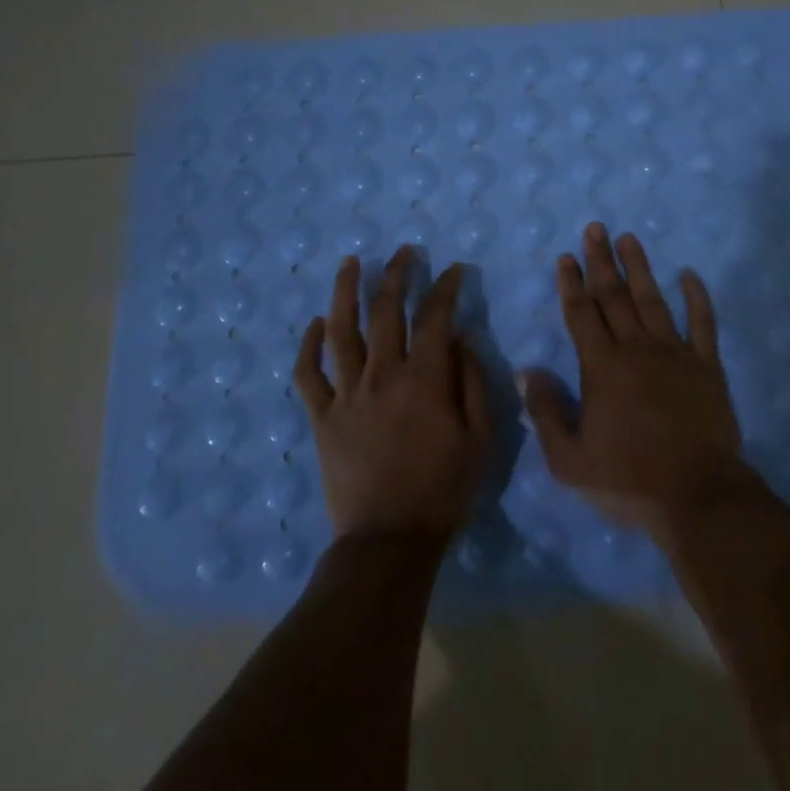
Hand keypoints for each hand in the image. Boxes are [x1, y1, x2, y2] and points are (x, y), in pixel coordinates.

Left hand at [294, 245, 492, 544]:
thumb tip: (461, 339)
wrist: (389, 539)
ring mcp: (346, 395)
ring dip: (345, 292)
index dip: (445, 288)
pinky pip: (308, 375)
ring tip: (350, 263)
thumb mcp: (481, 438)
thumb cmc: (444, 489)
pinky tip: (316, 324)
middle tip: (403, 252)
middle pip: (385, 312)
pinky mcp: (322, 418)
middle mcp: (382, 376)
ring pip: (341, 331)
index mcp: (424, 380)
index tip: (453, 270)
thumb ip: (473, 383)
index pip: (435, 317)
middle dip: (396, 275)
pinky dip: (309, 346)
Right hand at [519, 224, 748, 531]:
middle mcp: (637, 349)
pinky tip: (690, 274)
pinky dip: (697, 297)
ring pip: (654, 300)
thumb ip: (546, 412)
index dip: (572, 283)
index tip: (567, 256)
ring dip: (640, 268)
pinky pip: (703, 323)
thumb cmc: (628, 481)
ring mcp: (675, 354)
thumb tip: (527, 371)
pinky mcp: (707, 366)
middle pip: (615, 296)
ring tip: (630, 238)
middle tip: (596, 228)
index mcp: (602, 368)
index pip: (582, 314)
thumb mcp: (569, 460)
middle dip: (602, 261)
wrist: (697, 496)